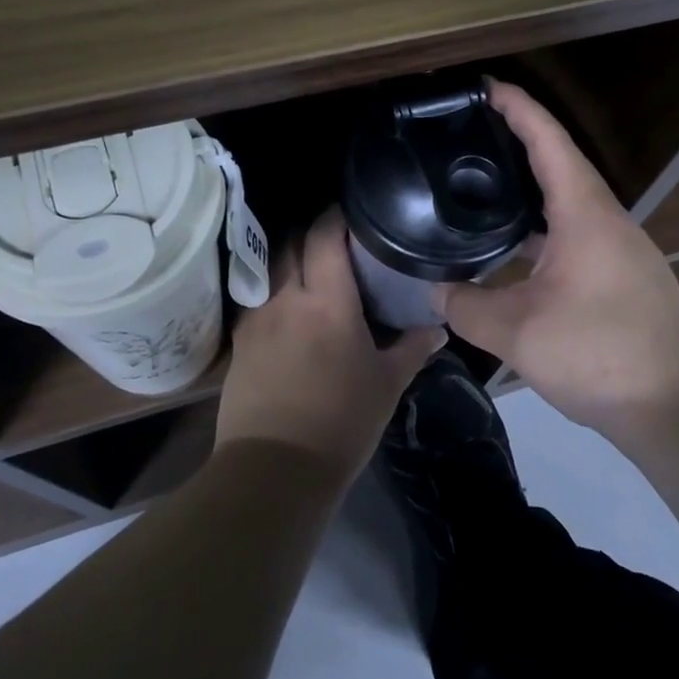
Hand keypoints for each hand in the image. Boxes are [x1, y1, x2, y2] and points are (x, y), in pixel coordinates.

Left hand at [217, 206, 447, 488]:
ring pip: (269, 267)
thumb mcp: (386, 385)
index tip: (352, 210)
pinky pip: (255, 297)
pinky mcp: (239, 341)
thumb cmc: (341, 422)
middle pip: (290, 241)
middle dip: (310, 231)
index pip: (325, 235)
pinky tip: (286, 305)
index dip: (336, 215)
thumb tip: (439, 327)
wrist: (275, 468)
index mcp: (327, 301)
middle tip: (335, 238)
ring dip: (288, 257)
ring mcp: (257, 318)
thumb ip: (413, 348)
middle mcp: (286, 297)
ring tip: (309, 266)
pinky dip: (271, 289)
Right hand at [435, 81, 678, 442]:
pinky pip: (570, 232)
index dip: (517, 107)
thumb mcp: (519, 332)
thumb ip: (468, 307)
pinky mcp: (618, 275)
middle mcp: (604, 218)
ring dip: (526, 189)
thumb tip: (436, 291)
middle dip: (515, 141)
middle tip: (466, 136)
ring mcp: (615, 247)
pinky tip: (508, 249)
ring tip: (478, 187)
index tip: (483, 87)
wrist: (678, 404)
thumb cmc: (601, 353)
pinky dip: (537, 228)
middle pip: (557, 163)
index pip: (548, 140)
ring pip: (564, 202)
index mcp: (584, 212)